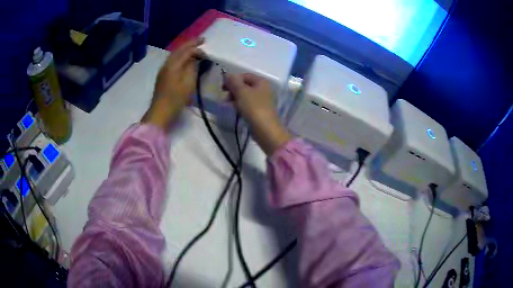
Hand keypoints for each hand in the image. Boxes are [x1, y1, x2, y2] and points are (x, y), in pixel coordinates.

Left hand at [142, 38, 204, 129]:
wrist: (160, 112)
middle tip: (201, 40)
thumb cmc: (175, 99)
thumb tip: (196, 58)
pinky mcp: (163, 76)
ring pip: (174, 55)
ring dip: (184, 49)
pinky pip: (172, 61)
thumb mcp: (188, 84)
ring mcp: (163, 70)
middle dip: (190, 44)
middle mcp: (167, 64)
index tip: (206, 49)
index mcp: (173, 65)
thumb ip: (192, 68)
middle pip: (179, 50)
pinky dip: (180, 56)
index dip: (196, 48)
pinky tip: (185, 59)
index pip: (186, 51)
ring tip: (194, 47)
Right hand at [224, 73, 291, 154]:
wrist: (266, 130)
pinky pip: (248, 105)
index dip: (233, 79)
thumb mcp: (241, 92)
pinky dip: (240, 106)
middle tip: (224, 97)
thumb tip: (227, 74)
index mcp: (262, 82)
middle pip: (245, 86)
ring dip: (235, 98)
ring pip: (246, 96)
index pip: (245, 76)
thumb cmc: (254, 107)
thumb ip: (233, 82)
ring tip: (226, 105)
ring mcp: (263, 101)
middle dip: (233, 90)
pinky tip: (235, 111)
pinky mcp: (260, 112)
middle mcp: (264, 89)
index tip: (223, 87)